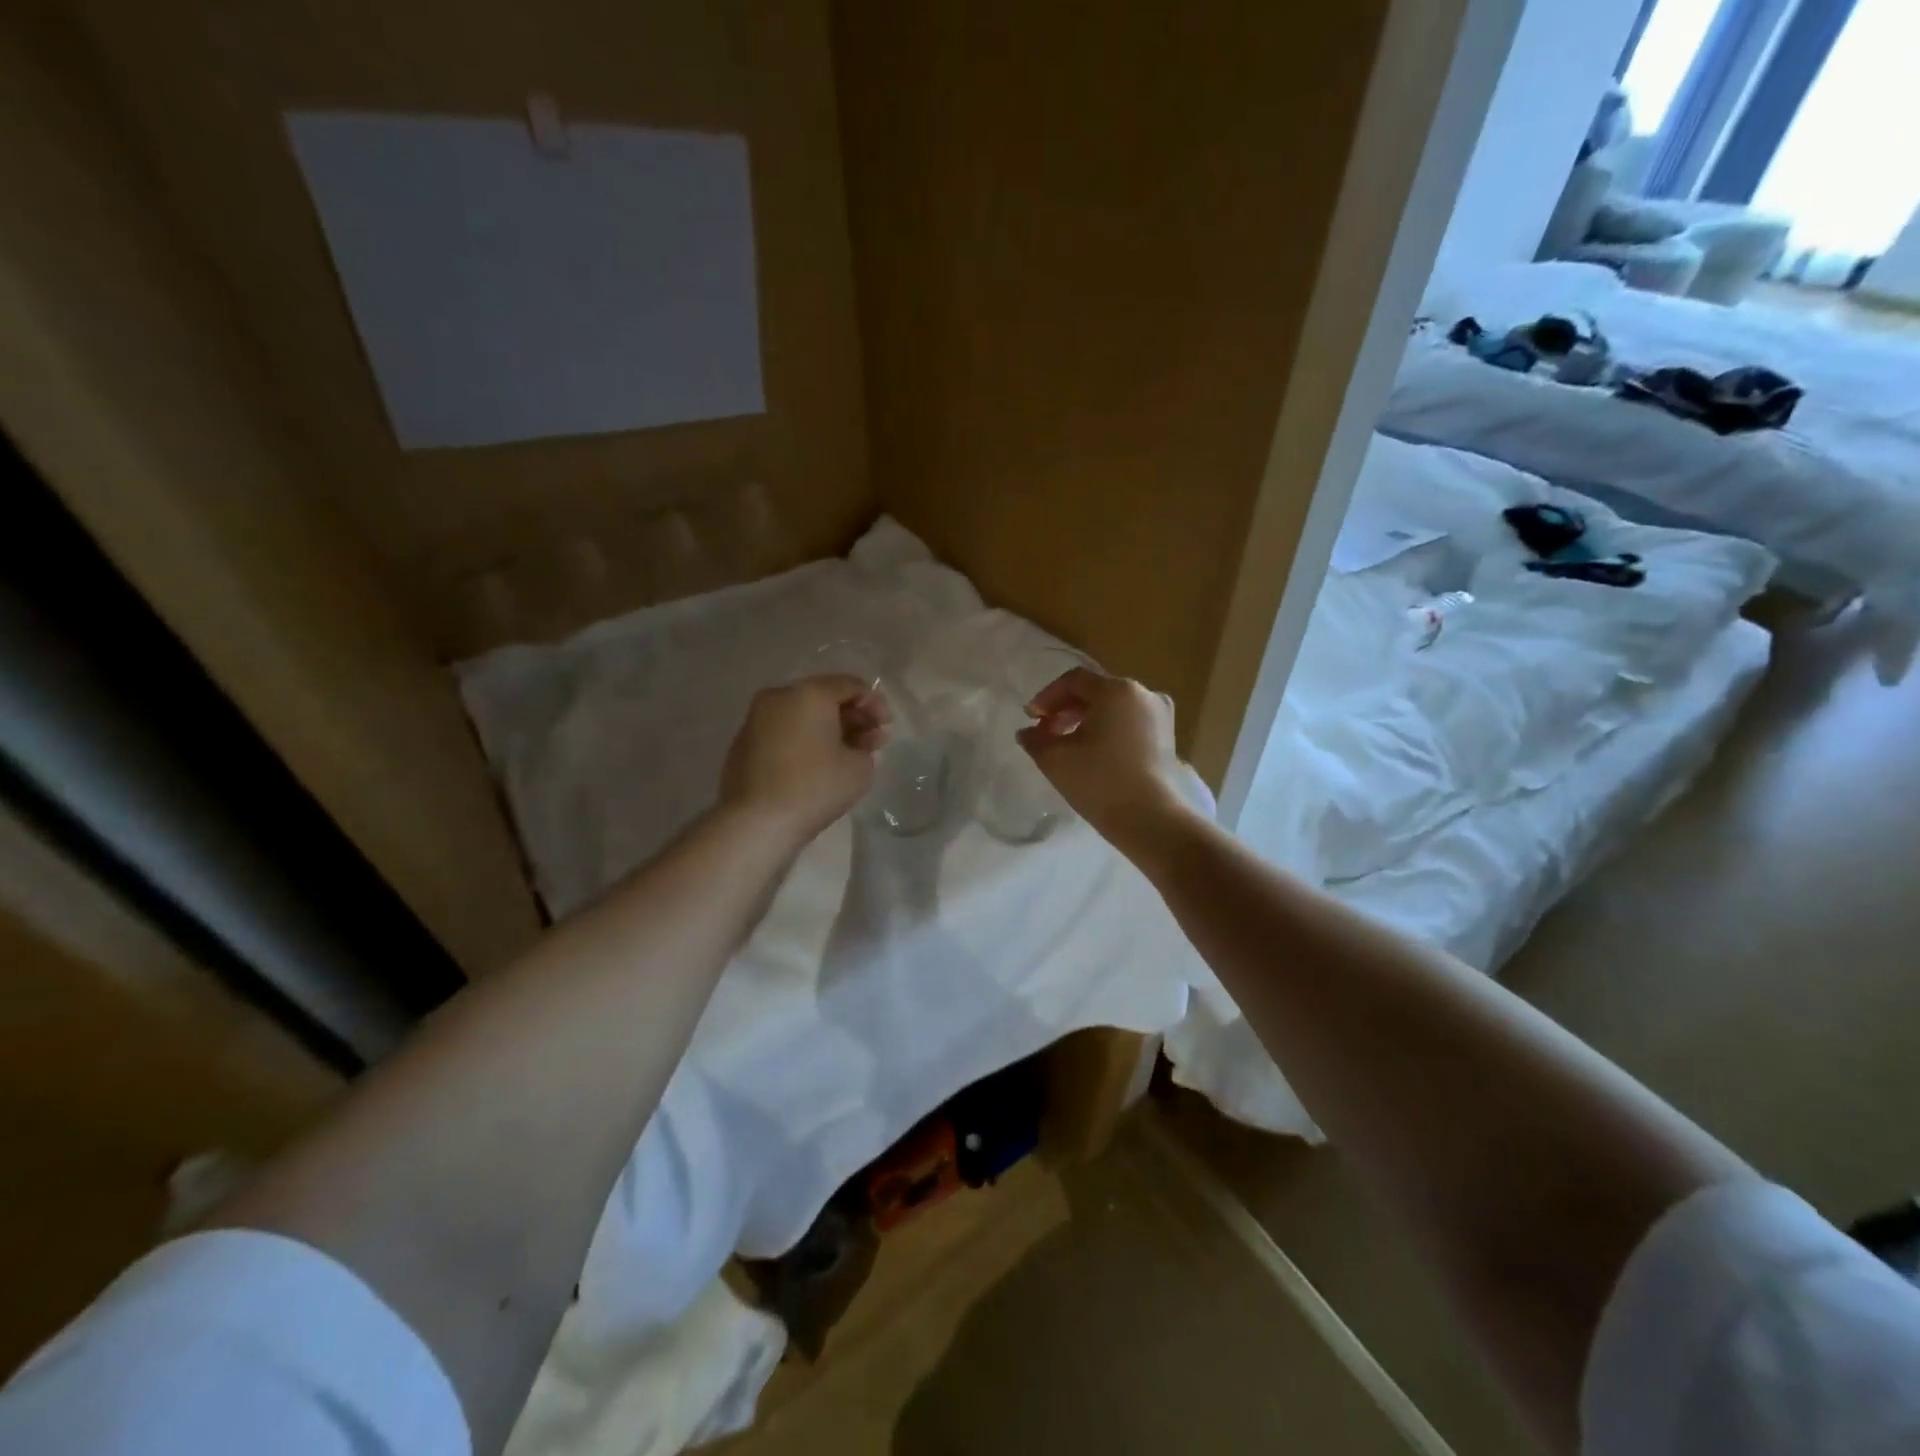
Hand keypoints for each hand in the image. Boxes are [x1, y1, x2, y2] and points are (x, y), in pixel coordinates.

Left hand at [720, 675, 891, 843]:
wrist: (756, 822)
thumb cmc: (815, 787)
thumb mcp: (860, 767)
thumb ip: (867, 745)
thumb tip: (858, 742)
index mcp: (809, 693)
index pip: (850, 685)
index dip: (875, 704)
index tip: (886, 727)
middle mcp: (779, 697)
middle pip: (824, 697)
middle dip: (852, 717)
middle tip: (872, 741)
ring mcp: (757, 719)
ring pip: (802, 715)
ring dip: (829, 729)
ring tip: (848, 755)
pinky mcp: (744, 743)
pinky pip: (784, 731)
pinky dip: (805, 740)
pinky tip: (818, 763)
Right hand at [1017, 667, 1187, 849]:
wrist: (1150, 820)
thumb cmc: (1099, 782)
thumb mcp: (1056, 759)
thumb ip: (1035, 739)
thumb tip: (1027, 732)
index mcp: (1117, 690)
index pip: (1074, 680)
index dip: (1047, 696)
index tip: (1031, 718)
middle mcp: (1143, 694)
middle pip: (1095, 691)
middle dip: (1065, 709)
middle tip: (1045, 732)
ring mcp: (1159, 715)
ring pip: (1113, 707)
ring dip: (1085, 720)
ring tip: (1065, 744)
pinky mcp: (1166, 737)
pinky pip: (1129, 722)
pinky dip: (1107, 730)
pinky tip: (1092, 752)